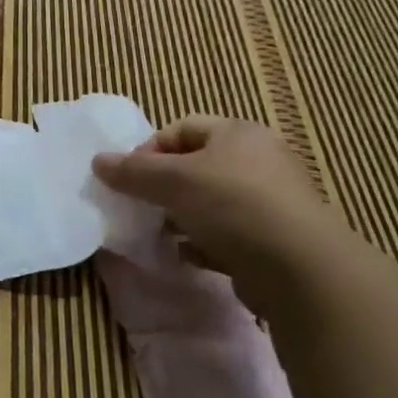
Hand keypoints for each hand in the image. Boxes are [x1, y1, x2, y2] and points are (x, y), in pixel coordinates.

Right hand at [91, 117, 337, 288]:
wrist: (301, 269)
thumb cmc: (233, 205)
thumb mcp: (173, 181)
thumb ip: (133, 171)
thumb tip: (97, 161)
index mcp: (237, 133)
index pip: (181, 128)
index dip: (149, 149)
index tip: (129, 178)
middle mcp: (257, 160)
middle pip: (195, 166)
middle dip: (163, 187)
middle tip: (141, 206)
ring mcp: (269, 201)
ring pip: (209, 202)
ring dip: (181, 217)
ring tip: (162, 233)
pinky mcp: (273, 239)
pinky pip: (227, 234)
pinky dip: (203, 243)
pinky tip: (188, 256)